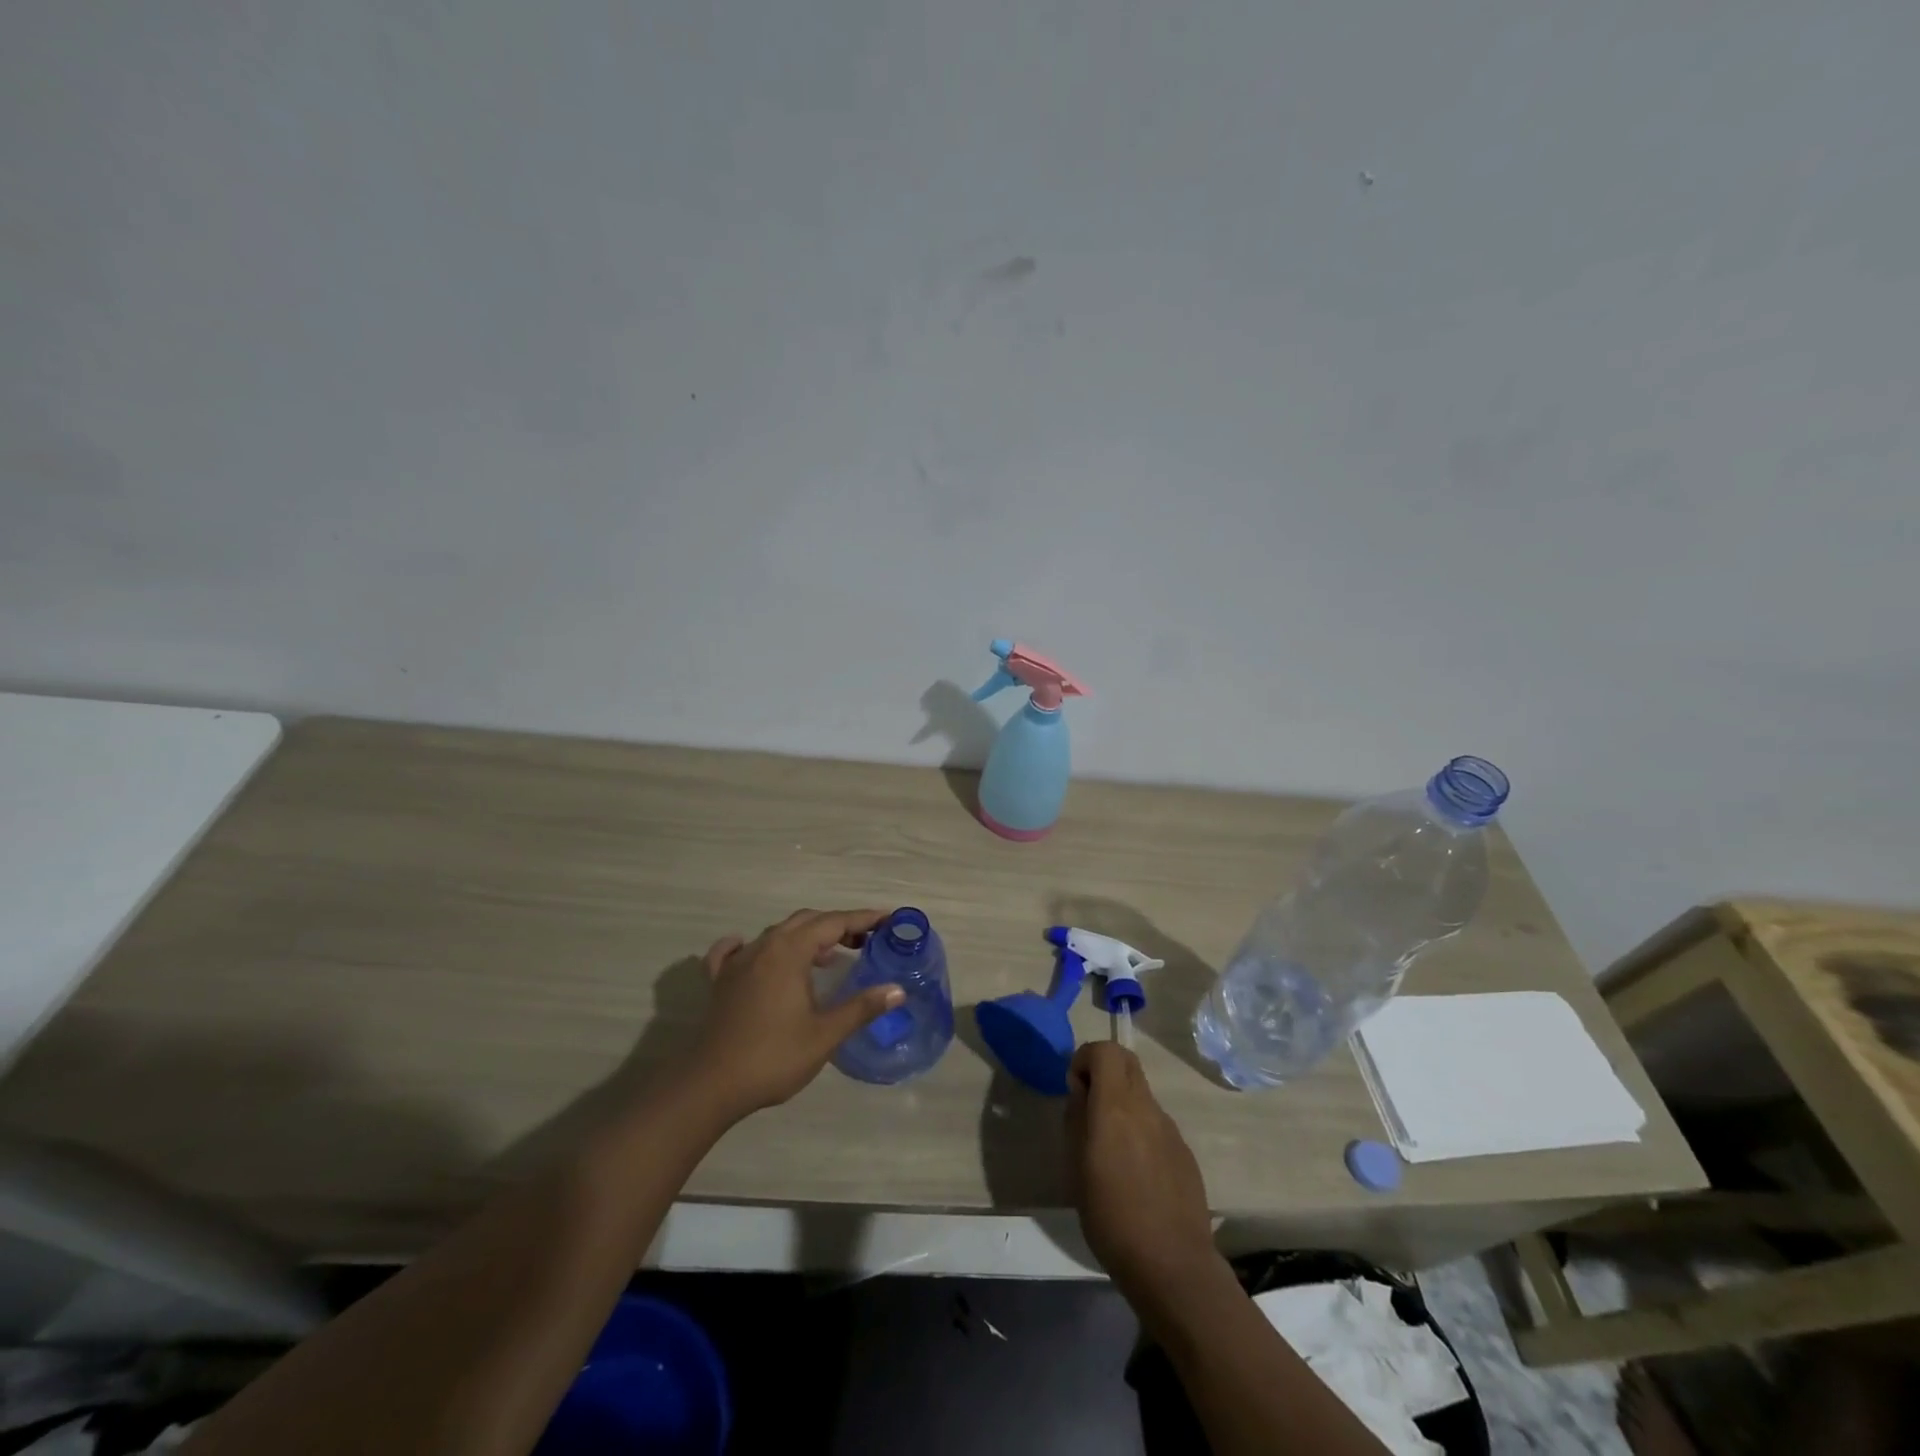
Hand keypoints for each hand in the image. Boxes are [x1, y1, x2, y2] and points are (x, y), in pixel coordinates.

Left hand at [686, 908, 904, 1119]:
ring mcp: (738, 962)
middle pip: (807, 921)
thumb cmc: (773, 1057)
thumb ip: (862, 1007)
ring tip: (830, 955)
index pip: (834, 922)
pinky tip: (755, 952)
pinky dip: (753, 946)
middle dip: (839, 925)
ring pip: (777, 934)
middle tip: (867, 941)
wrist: (710, 1085)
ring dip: (806, 936)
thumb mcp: (825, 1035)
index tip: (889, 920)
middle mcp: (763, 946)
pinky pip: (734, 950)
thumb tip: (898, 990)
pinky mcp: (720, 981)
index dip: (864, 919)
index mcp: (790, 952)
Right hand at [1067, 1042, 1218, 1294]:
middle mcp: (1146, 1107)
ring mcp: (1170, 1128)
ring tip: (1110, 1150)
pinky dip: (1141, 1130)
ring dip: (1122, 1103)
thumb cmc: (1111, 1216)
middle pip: (1127, 1062)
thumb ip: (1076, 1119)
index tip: (1074, 1088)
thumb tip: (1080, 1092)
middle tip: (1089, 1106)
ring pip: (1142, 1094)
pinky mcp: (1184, 1152)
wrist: (1172, 1265)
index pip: (1105, 1050)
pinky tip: (1136, 1174)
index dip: (1085, 1058)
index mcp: (1116, 1105)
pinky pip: (1156, 1124)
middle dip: (1104, 1071)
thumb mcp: (1075, 1167)